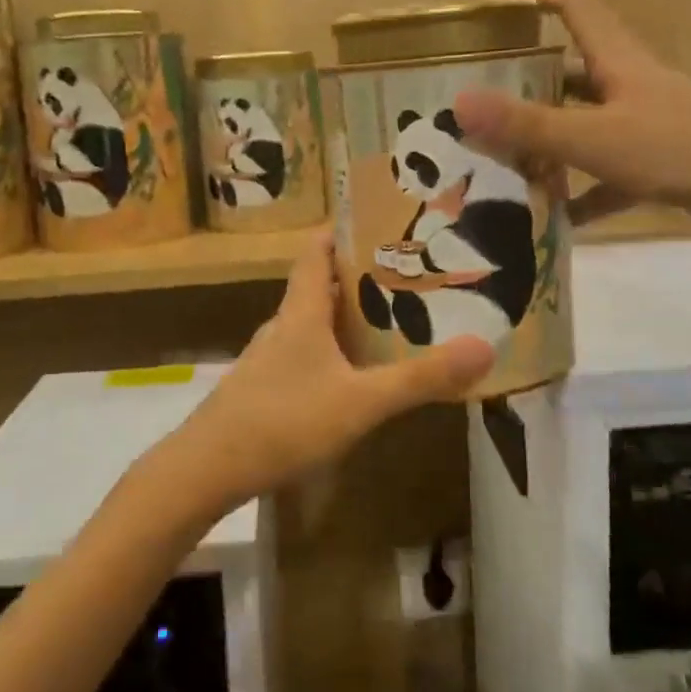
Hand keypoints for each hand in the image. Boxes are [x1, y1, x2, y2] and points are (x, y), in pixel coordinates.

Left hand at [166, 233, 494, 512]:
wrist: (207, 470)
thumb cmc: (284, 422)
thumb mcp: (360, 402)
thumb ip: (419, 379)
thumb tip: (483, 347)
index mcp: (300, 313)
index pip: (314, 252)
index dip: (339, 232)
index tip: (375, 222)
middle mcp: (281, 326)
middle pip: (316, 287)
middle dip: (356, 279)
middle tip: (403, 278)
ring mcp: (265, 360)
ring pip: (309, 325)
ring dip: (343, 319)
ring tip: (385, 324)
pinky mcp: (259, 390)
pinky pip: (301, 356)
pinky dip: (328, 353)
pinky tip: (348, 379)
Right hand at [451, 0, 690, 252]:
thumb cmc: (687, 151)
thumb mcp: (598, 138)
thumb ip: (529, 125)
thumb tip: (458, 103)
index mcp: (619, 61)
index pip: (572, 2)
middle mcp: (630, 85)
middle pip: (569, 67)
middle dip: (524, 76)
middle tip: (477, 93)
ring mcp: (646, 126)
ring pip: (583, 125)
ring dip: (546, 141)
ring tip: (498, 160)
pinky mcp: (660, 166)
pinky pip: (606, 177)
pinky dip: (581, 194)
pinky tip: (553, 219)